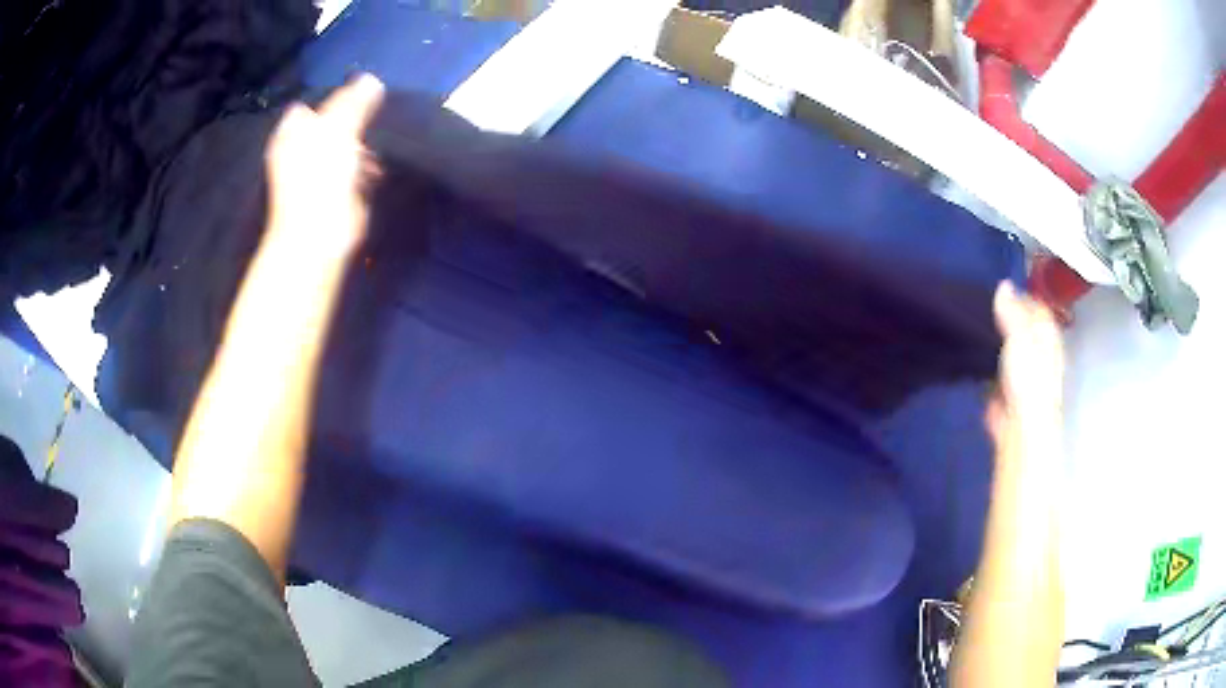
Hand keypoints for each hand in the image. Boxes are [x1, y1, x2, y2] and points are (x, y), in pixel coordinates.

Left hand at [264, 74, 384, 262]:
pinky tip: (371, 174)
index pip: (313, 105)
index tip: (358, 100)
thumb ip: (355, 102)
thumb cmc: (321, 179)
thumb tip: (371, 79)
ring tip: (369, 154)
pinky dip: (365, 170)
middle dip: (353, 123)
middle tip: (368, 124)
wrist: (320, 237)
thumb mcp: (339, 129)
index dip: (335, 100)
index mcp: (292, 132)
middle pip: (332, 124)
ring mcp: (317, 173)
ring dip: (361, 148)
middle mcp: (300, 149)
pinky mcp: (334, 192)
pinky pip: (354, 170)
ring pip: (346, 146)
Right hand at [986, 281, 1065, 465]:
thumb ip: (1011, 311)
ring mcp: (1022, 370)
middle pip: (1022, 324)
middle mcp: (1038, 349)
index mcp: (1047, 334)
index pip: (1037, 306)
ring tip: (972, 321)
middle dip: (1004, 314)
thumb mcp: (1020, 337)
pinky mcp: (1005, 387)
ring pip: (1007, 344)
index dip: (1021, 295)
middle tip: (980, 303)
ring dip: (993, 335)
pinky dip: (985, 357)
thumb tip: (1003, 284)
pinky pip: (994, 364)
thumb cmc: (1028, 378)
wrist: (1019, 426)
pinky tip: (971, 349)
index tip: (997, 289)